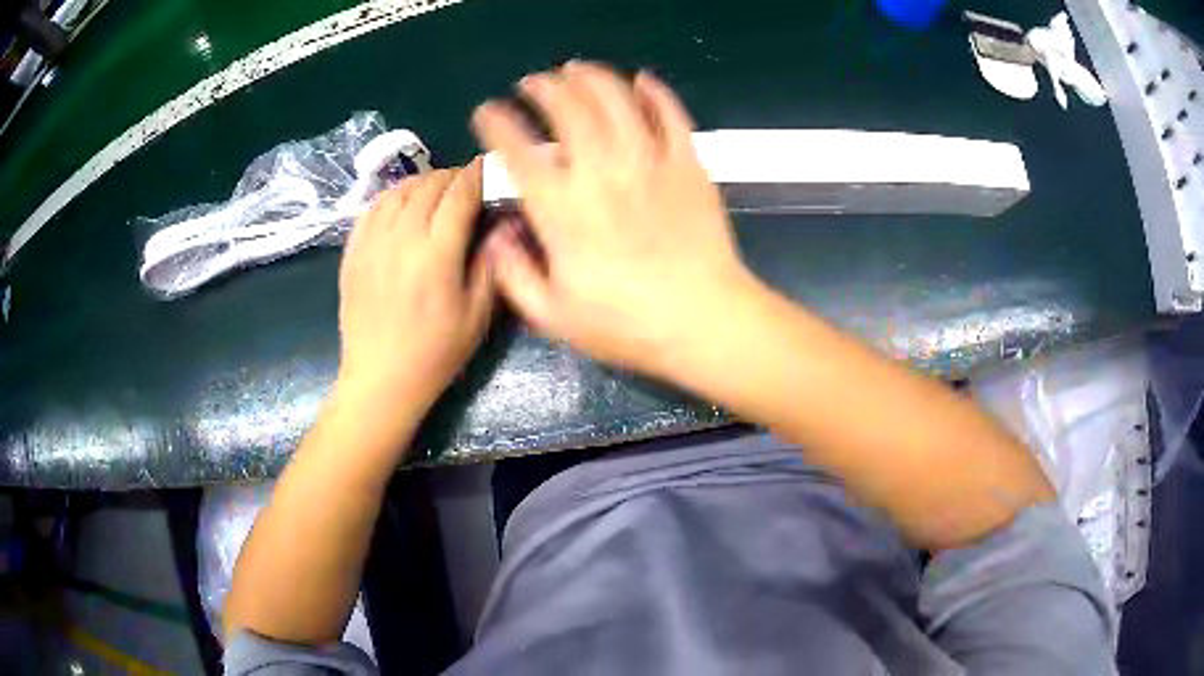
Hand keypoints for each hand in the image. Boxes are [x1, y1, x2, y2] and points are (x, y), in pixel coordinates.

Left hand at [336, 161, 493, 423]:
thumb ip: (490, 264)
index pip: (460, 195)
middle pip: (429, 185)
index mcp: (437, 255)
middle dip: (452, 176)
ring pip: (399, 191)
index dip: (477, 174)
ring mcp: (372, 243)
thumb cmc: (435, 353)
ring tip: (435, 191)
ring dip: (422, 182)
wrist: (381, 379)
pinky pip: (371, 208)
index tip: (488, 165)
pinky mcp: (352, 252)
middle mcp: (402, 238)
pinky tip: (401, 205)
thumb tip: (501, 224)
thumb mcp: (478, 316)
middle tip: (466, 184)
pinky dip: (391, 197)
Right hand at [473, 62, 757, 376]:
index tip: (487, 112)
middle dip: (543, 87)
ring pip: (615, 98)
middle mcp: (600, 170)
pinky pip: (670, 114)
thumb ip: (513, 273)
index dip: (495, 122)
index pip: (516, 148)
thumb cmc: (626, 324)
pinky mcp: (687, 163)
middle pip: (566, 107)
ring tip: (576, 69)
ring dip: (591, 76)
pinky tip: (641, 81)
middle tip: (533, 83)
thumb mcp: (552, 315)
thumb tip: (497, 234)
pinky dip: (654, 92)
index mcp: (560, 207)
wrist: (703, 320)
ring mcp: (648, 160)